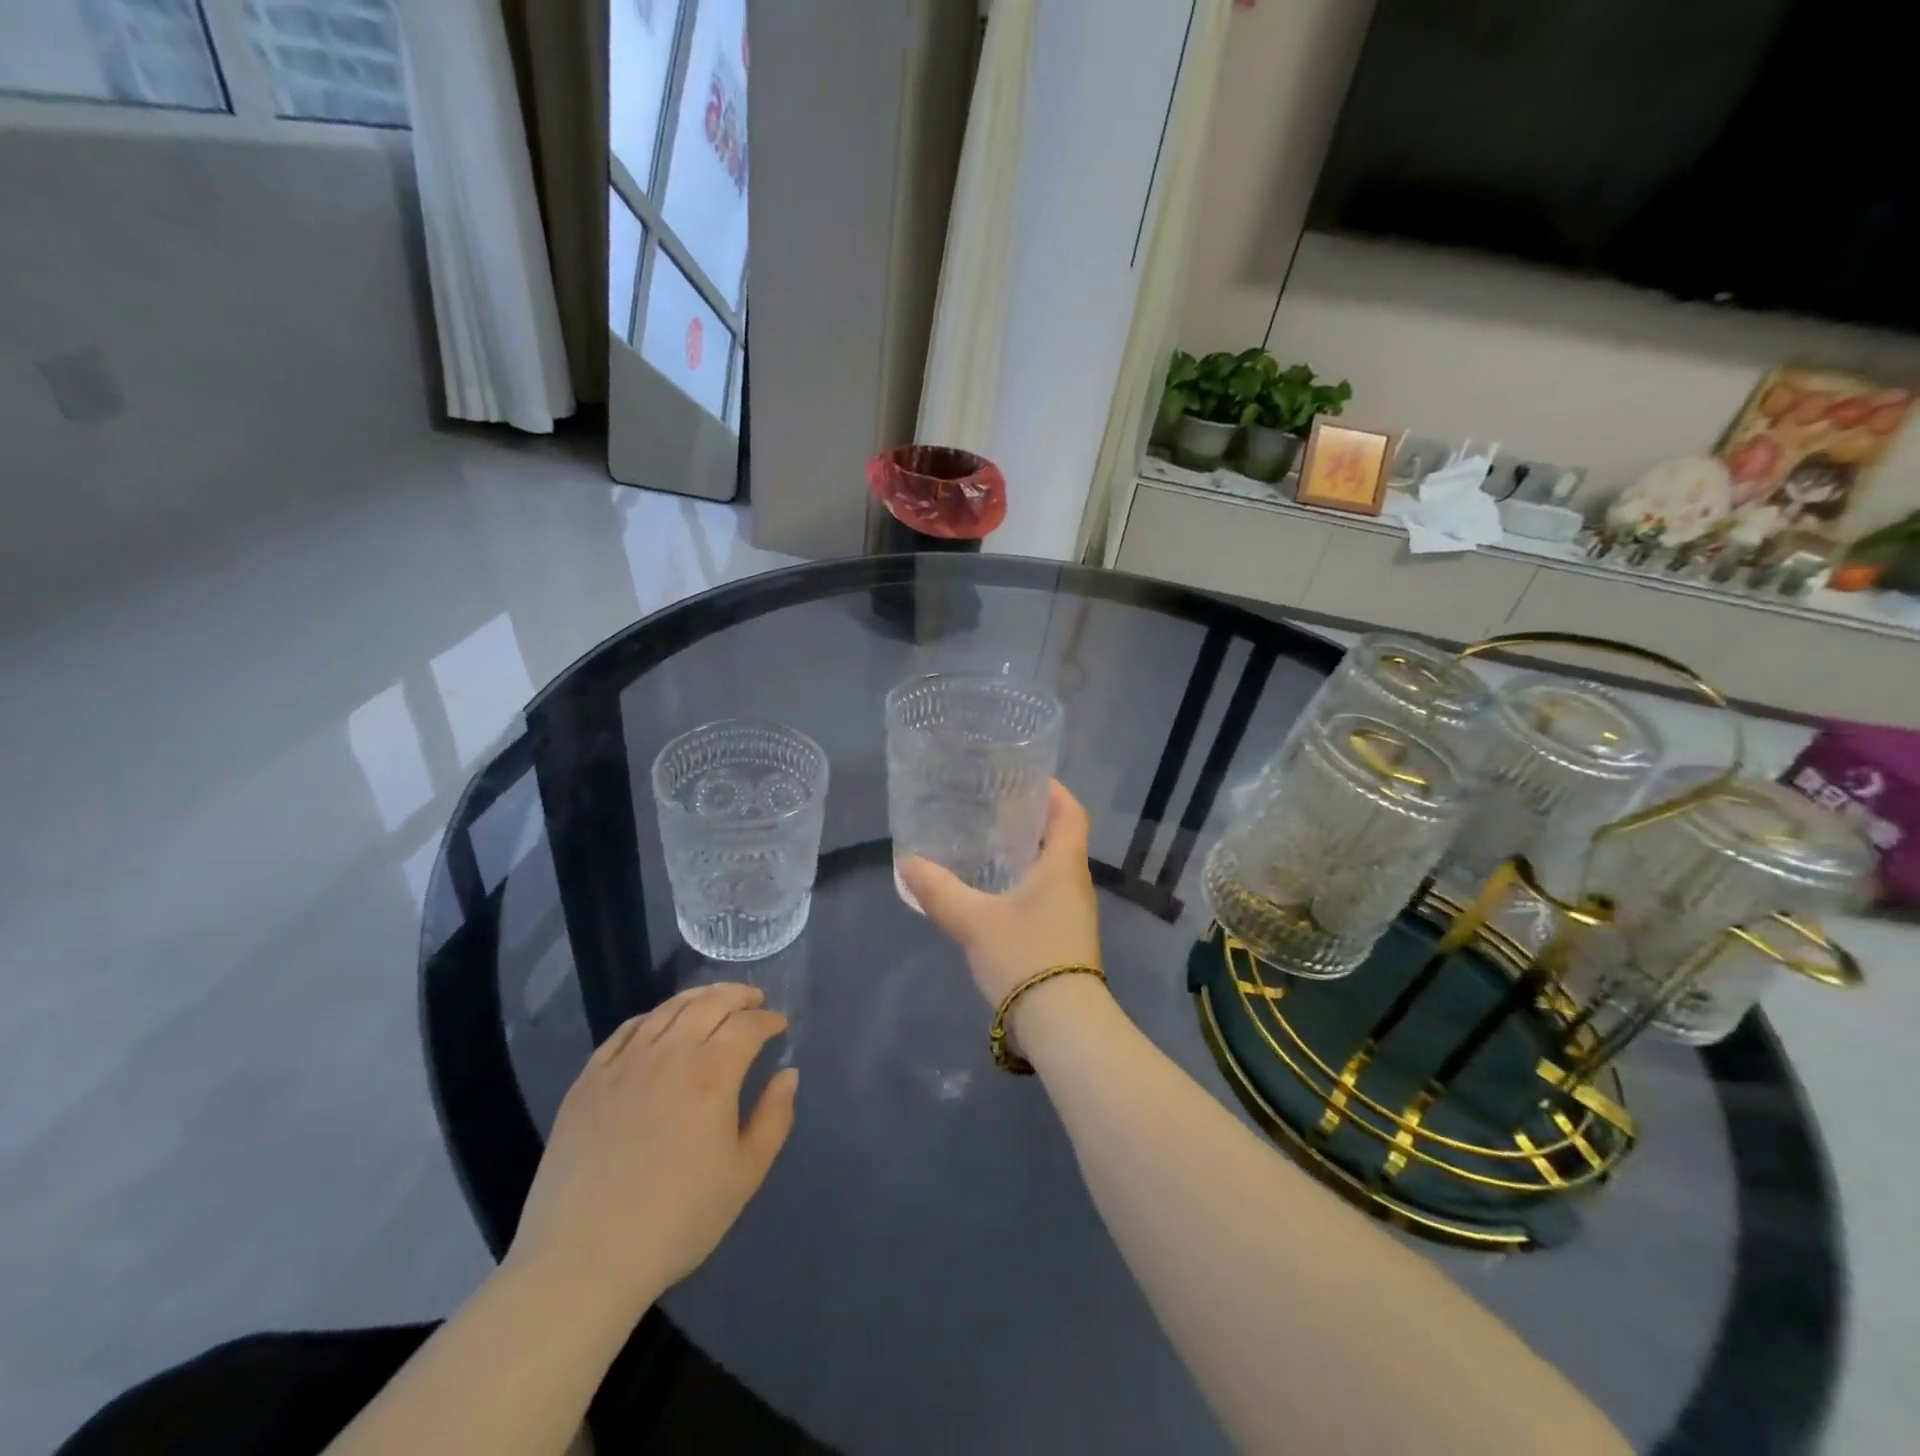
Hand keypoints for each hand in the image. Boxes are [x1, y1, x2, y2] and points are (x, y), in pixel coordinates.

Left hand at [505, 983, 797, 1315]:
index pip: (747, 1026)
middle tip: (754, 1000)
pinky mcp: (588, 1081)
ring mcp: (623, 1064)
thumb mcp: (744, 1175)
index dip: (768, 1020)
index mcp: (710, 1073)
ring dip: (698, 998)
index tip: (780, 1026)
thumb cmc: (676, 1220)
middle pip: (709, 1004)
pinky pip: (626, 1031)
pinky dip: (652, 1017)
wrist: (582, 1261)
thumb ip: (774, 1117)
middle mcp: (668, 1053)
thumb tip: (787, 1074)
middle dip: (739, 996)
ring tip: (714, 1000)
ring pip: (667, 1010)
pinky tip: (659, 1024)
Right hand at [897, 781, 1104, 1008]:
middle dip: (1031, 820)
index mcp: (1064, 866)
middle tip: (992, 808)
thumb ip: (939, 890)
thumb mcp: (974, 921)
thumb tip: (906, 863)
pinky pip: (1046, 895)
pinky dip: (1024, 883)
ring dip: (1026, 853)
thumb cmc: (1025, 957)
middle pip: (1061, 838)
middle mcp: (1075, 883)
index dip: (1054, 791)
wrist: (1063, 1026)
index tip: (1026, 778)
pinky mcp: (1065, 938)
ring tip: (987, 845)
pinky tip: (993, 893)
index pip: (1071, 813)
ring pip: (1052, 869)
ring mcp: (1074, 913)